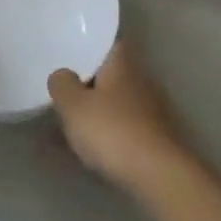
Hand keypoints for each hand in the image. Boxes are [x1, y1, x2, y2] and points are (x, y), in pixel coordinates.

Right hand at [48, 40, 193, 195]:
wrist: (158, 176)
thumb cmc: (112, 131)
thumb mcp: (74, 106)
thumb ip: (62, 84)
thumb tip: (62, 74)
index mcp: (122, 63)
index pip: (107, 44)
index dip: (88, 48)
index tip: (68, 56)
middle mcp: (141, 80)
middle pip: (111, 74)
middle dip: (89, 83)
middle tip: (64, 92)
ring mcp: (152, 109)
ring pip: (117, 102)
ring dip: (99, 111)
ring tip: (73, 124)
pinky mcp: (155, 137)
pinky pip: (124, 127)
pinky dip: (109, 133)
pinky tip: (92, 148)